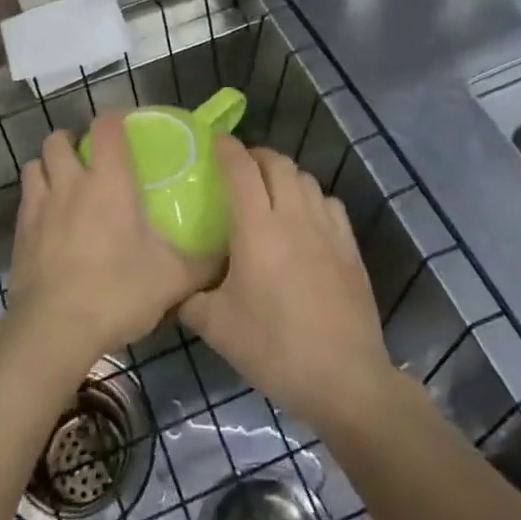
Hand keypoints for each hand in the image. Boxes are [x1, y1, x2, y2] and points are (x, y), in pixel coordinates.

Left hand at [6, 114, 213, 375]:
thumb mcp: (173, 279)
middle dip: (72, 141)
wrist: (54, 330)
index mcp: (108, 182)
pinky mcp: (19, 233)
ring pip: (34, 165)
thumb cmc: (117, 292)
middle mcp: (69, 183)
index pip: (106, 127)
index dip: (115, 119)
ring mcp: (39, 206)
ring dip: (48, 167)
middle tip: (91, 161)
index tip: (127, 129)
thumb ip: (204, 261)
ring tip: (65, 185)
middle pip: (57, 139)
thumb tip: (229, 251)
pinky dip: (37, 199)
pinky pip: (25, 199)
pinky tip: (51, 222)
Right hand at [181, 141, 395, 430]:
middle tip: (239, 168)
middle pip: (278, 163)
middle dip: (256, 155)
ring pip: (305, 179)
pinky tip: (304, 217)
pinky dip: (312, 197)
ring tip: (270, 190)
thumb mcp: (216, 327)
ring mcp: (327, 230)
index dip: (226, 148)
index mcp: (258, 229)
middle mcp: (294, 217)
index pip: (241, 169)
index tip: (213, 140)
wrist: (344, 378)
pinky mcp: (350, 248)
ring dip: (284, 174)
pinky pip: (329, 203)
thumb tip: (170, 286)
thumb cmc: (274, 348)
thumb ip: (187, 298)